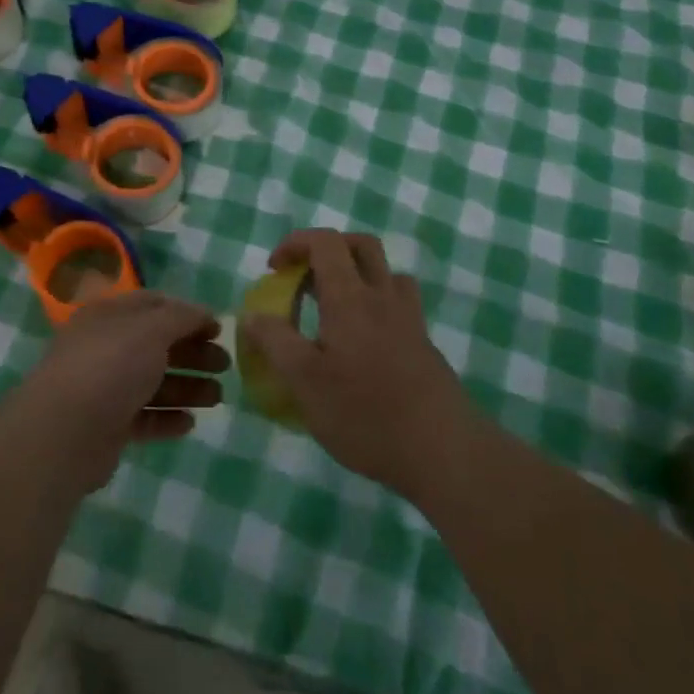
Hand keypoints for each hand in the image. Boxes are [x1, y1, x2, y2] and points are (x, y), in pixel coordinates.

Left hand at [19, 291, 228, 486]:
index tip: (218, 329)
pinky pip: (143, 418)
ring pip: (152, 383)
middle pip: (156, 345)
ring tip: (217, 398)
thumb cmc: (111, 366)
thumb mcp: (151, 329)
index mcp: (110, 315)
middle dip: (193, 353)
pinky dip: (167, 419)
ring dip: (187, 388)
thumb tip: (203, 314)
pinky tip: (189, 423)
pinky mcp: (106, 426)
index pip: (153, 305)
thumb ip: (181, 317)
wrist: (65, 431)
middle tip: (225, 366)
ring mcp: (104, 388)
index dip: (188, 313)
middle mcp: (105, 347)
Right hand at [240, 230, 474, 498]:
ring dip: (357, 275)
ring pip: (386, 274)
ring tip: (333, 307)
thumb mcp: (304, 382)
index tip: (274, 270)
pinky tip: (362, 343)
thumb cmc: (364, 413)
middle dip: (328, 249)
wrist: (443, 452)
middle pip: (361, 246)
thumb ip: (274, 342)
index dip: (296, 243)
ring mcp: (410, 321)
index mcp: (350, 298)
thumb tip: (250, 314)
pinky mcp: (424, 346)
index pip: (325, 242)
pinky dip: (376, 305)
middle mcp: (383, 298)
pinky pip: (399, 305)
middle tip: (304, 279)